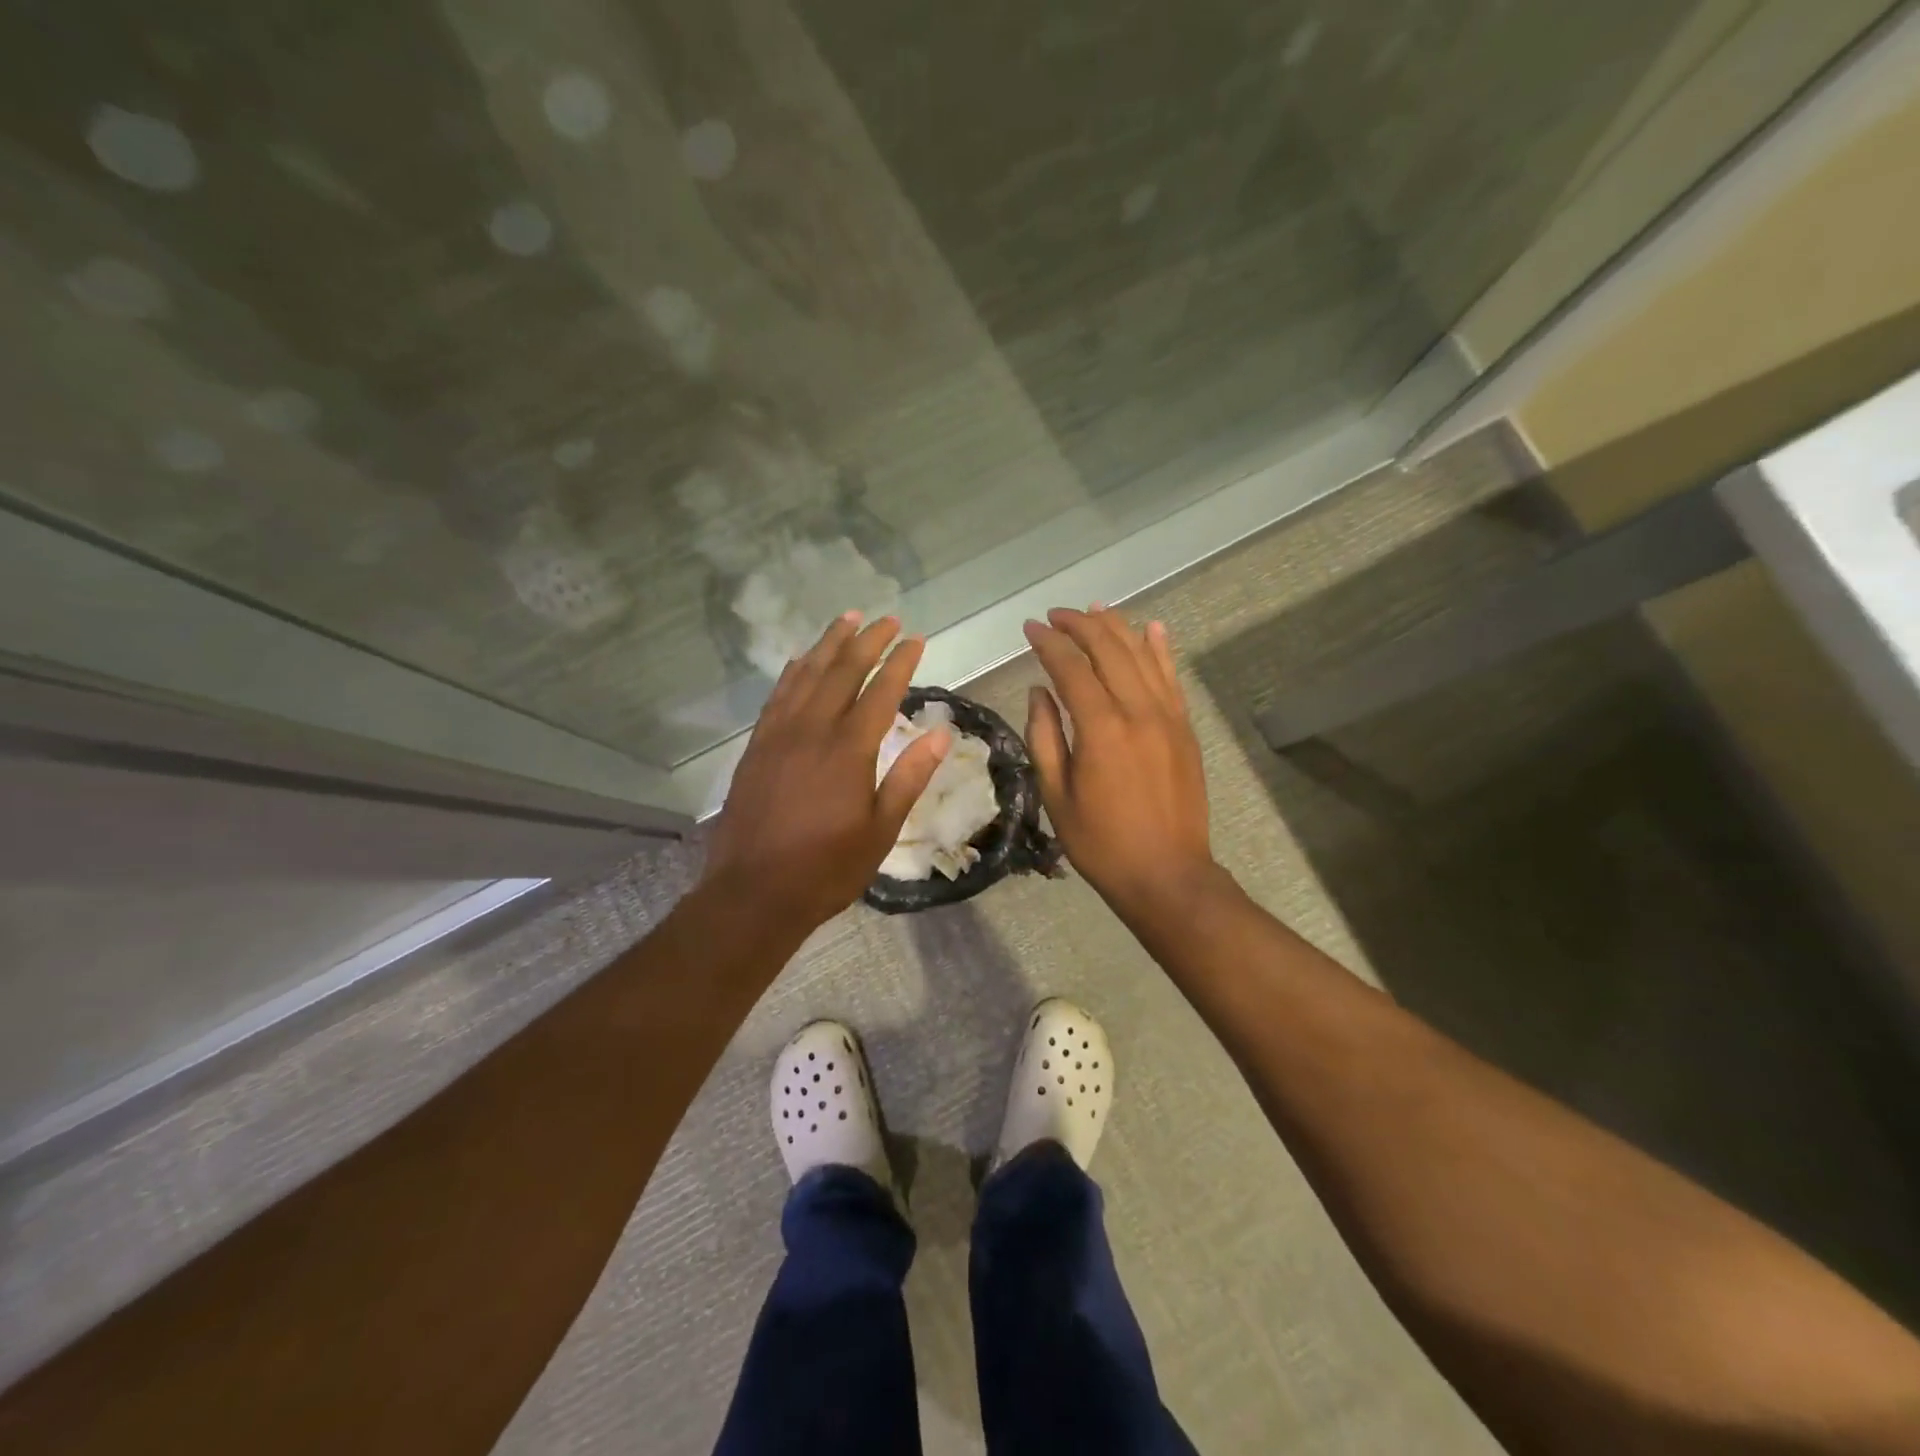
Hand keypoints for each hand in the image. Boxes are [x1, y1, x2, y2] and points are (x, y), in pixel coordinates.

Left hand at [702, 613, 949, 935]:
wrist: (753, 892)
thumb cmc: (826, 868)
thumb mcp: (880, 830)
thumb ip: (909, 777)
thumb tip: (940, 733)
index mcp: (848, 750)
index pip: (881, 691)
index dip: (900, 662)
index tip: (916, 639)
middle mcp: (812, 730)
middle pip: (842, 671)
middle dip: (867, 641)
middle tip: (887, 619)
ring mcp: (779, 735)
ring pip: (805, 674)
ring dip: (828, 644)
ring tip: (847, 619)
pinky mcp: (757, 747)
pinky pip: (777, 695)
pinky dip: (793, 671)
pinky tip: (800, 660)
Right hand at [1022, 608, 1217, 916]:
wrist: (1167, 873)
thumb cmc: (1100, 841)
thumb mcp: (1056, 794)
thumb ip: (1044, 736)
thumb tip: (1039, 691)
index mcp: (1100, 728)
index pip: (1071, 667)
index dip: (1049, 642)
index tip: (1030, 627)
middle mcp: (1137, 710)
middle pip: (1109, 649)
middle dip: (1080, 625)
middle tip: (1056, 615)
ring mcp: (1168, 716)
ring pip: (1142, 655)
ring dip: (1117, 627)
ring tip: (1094, 609)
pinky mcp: (1184, 728)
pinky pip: (1171, 677)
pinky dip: (1160, 649)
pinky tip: (1151, 628)